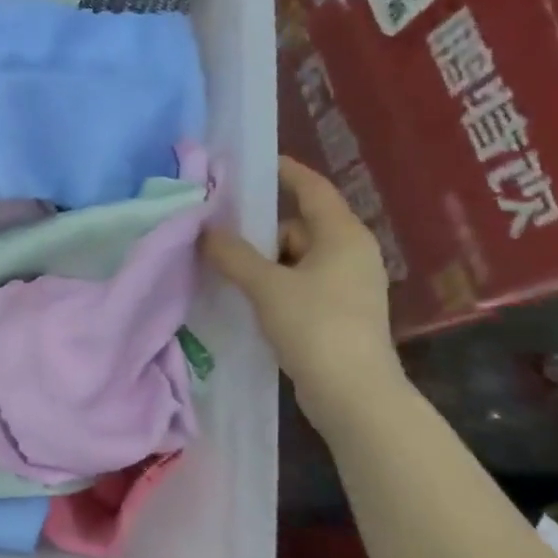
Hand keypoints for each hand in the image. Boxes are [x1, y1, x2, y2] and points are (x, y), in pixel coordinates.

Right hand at [203, 155, 401, 426]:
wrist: (353, 393)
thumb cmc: (315, 326)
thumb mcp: (267, 286)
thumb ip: (234, 255)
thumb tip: (205, 230)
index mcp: (343, 235)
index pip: (313, 189)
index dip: (285, 172)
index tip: (253, 164)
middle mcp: (350, 253)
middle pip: (298, 226)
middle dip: (260, 232)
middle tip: (221, 239)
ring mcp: (347, 284)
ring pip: (296, 258)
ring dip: (264, 264)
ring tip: (227, 274)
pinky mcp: (338, 312)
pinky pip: (300, 284)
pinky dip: (275, 286)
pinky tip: (248, 300)